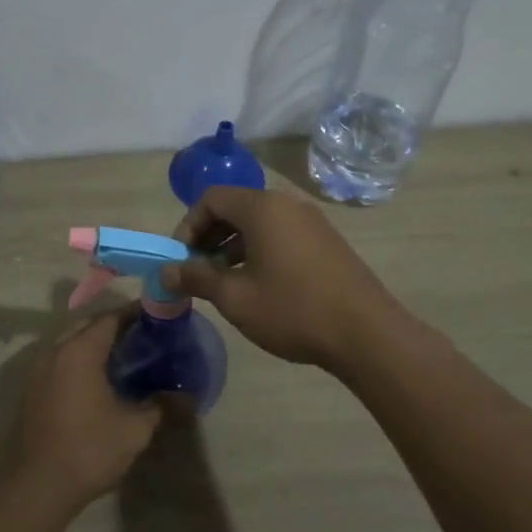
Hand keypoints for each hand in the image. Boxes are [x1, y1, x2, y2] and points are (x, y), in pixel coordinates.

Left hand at [12, 309, 163, 514]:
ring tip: (122, 354)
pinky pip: (58, 359)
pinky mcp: (31, 389)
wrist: (37, 486)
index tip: (157, 316)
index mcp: (80, 351)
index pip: (110, 318)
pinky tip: (96, 378)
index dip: (134, 314)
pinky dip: (78, 358)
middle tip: (142, 334)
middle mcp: (55, 351)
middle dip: (113, 324)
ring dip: (92, 341)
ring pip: (69, 341)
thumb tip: (188, 397)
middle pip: (86, 325)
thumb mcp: (134, 429)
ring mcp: (38, 370)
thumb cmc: (88, 450)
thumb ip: (161, 407)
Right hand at [161, 186, 400, 372]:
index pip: (211, 198)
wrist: (366, 333)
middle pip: (235, 207)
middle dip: (209, 236)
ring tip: (224, 283)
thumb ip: (196, 278)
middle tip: (197, 271)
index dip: (188, 225)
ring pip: (259, 222)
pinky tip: (258, 285)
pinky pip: (281, 234)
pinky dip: (260, 250)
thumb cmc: (293, 310)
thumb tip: (165, 271)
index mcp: (262, 208)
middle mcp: (287, 204)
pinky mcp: (326, 241)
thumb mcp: (235, 298)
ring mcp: (311, 221)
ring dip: (233, 246)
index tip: (180, 259)